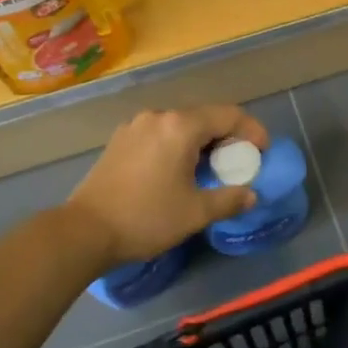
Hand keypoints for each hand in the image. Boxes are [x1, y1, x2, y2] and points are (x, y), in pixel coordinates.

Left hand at [67, 106, 270, 264]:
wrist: (85, 231)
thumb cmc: (146, 218)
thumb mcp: (195, 213)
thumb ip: (228, 199)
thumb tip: (250, 195)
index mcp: (180, 126)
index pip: (229, 116)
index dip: (252, 131)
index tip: (262, 152)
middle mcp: (159, 117)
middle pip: (204, 117)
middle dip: (227, 136)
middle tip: (238, 162)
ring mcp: (135, 126)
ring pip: (180, 125)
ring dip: (201, 141)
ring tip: (209, 168)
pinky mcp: (120, 140)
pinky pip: (160, 133)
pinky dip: (178, 145)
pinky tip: (178, 170)